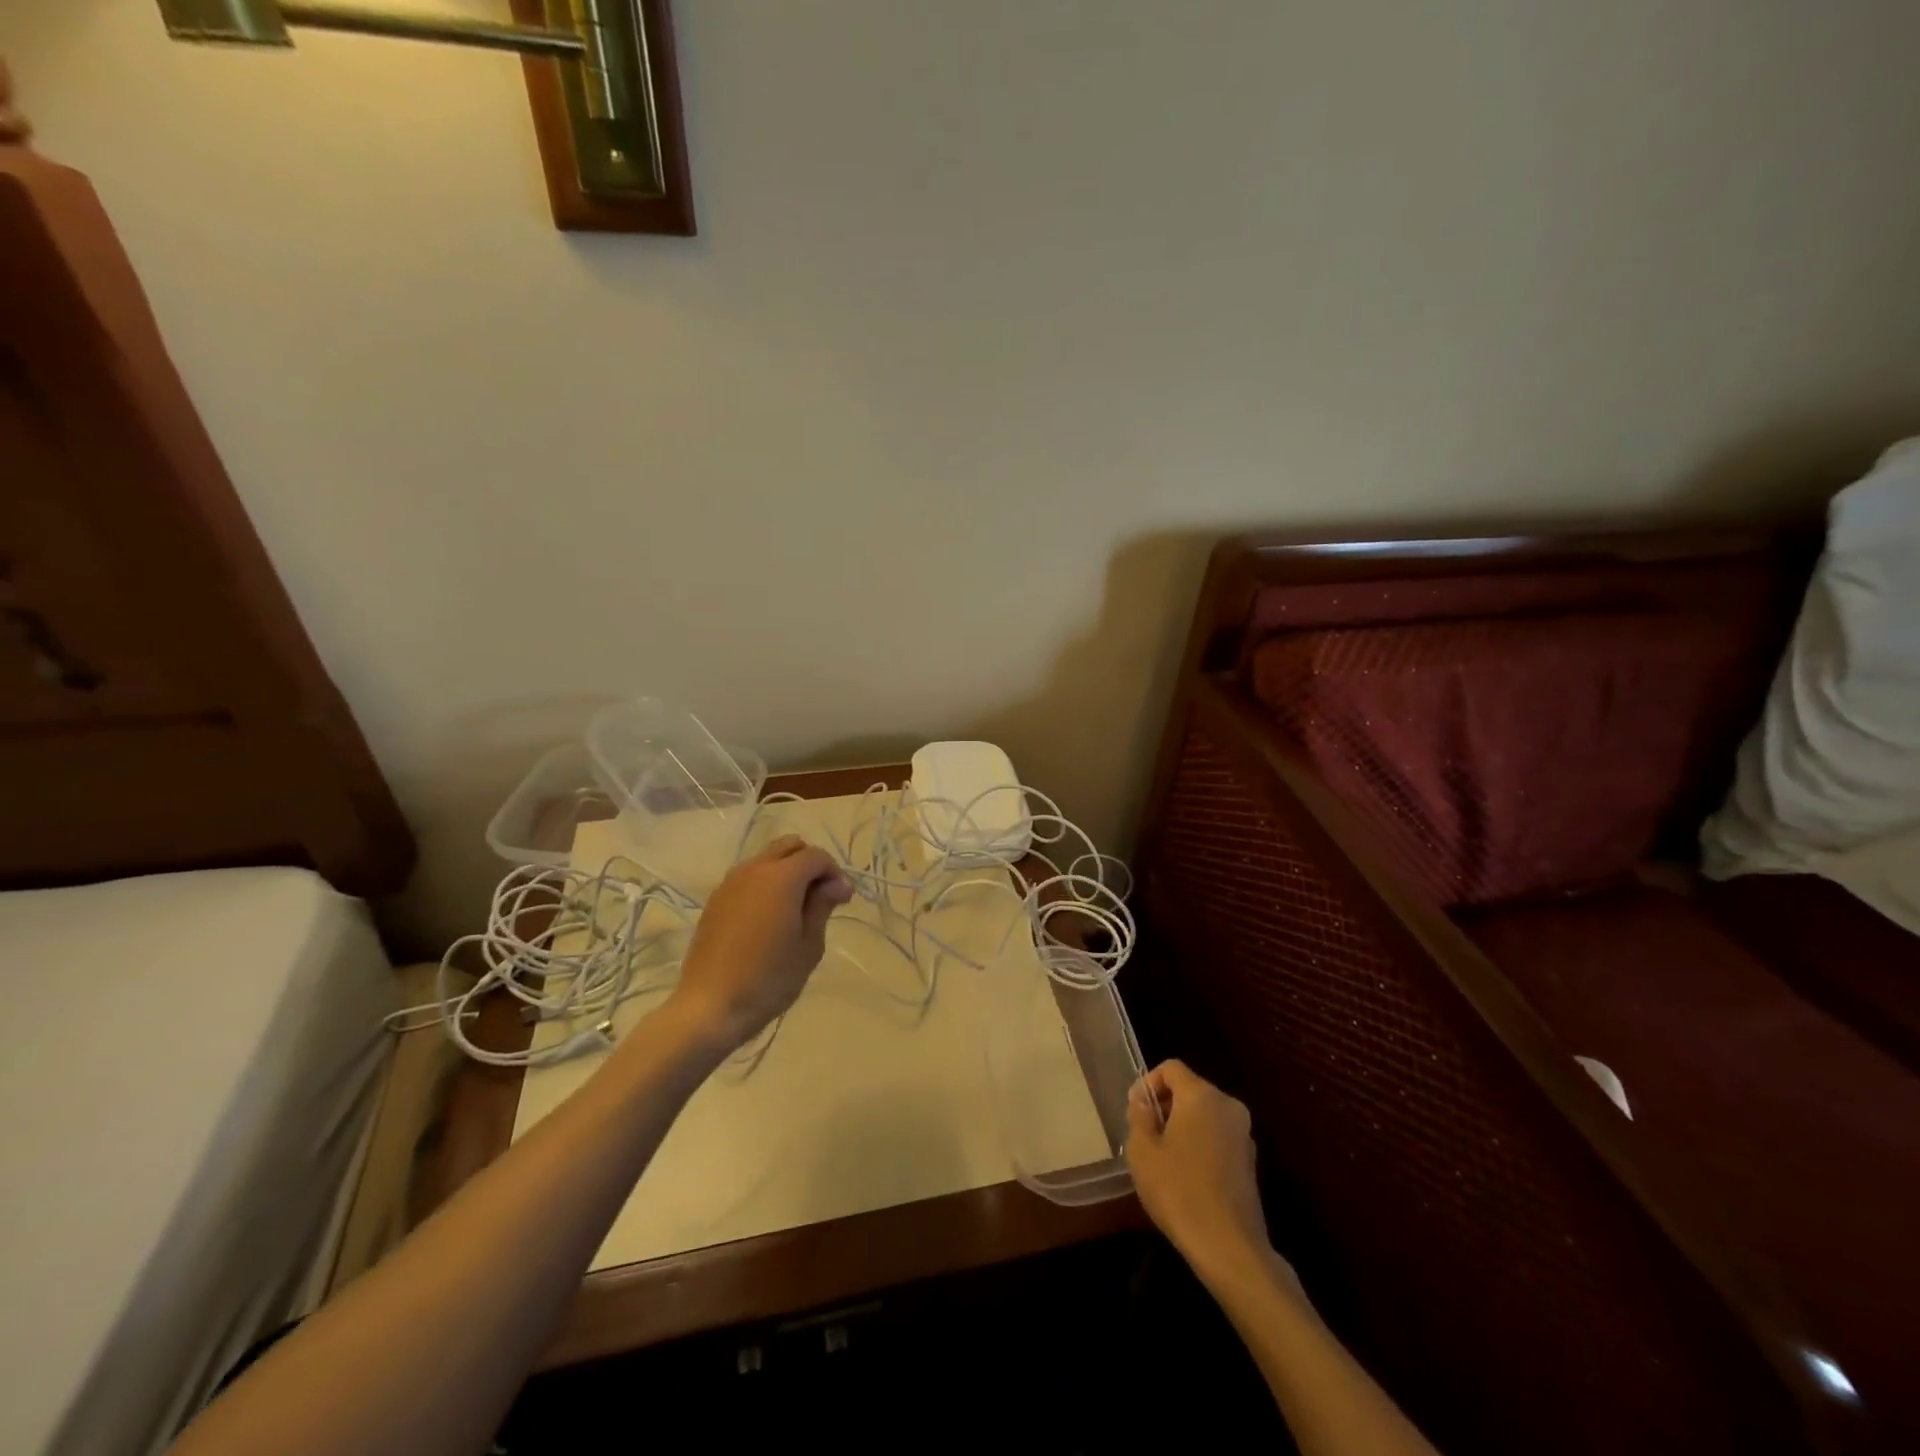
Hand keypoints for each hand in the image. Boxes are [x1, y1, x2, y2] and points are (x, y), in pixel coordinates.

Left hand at [668, 834, 851, 1051]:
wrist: (710, 1006)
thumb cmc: (769, 978)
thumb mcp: (809, 945)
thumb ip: (823, 905)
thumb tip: (838, 884)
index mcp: (781, 877)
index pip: (816, 856)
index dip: (834, 873)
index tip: (840, 901)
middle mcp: (754, 869)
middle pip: (789, 846)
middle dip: (809, 864)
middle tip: (819, 898)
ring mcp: (730, 883)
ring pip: (766, 858)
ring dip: (786, 872)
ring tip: (794, 909)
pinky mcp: (716, 900)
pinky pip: (748, 877)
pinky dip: (765, 884)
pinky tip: (768, 918)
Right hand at [1127, 1060, 1282, 1289]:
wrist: (1229, 1247)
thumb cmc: (1178, 1190)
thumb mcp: (1142, 1150)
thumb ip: (1139, 1116)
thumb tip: (1143, 1101)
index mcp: (1202, 1095)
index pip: (1171, 1068)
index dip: (1148, 1082)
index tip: (1134, 1110)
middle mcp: (1228, 1106)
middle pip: (1190, 1089)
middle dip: (1164, 1105)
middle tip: (1144, 1134)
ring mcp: (1243, 1135)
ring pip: (1204, 1114)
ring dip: (1182, 1126)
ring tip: (1162, 1157)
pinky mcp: (1249, 1162)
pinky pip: (1217, 1137)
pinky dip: (1199, 1144)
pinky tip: (1185, 1175)